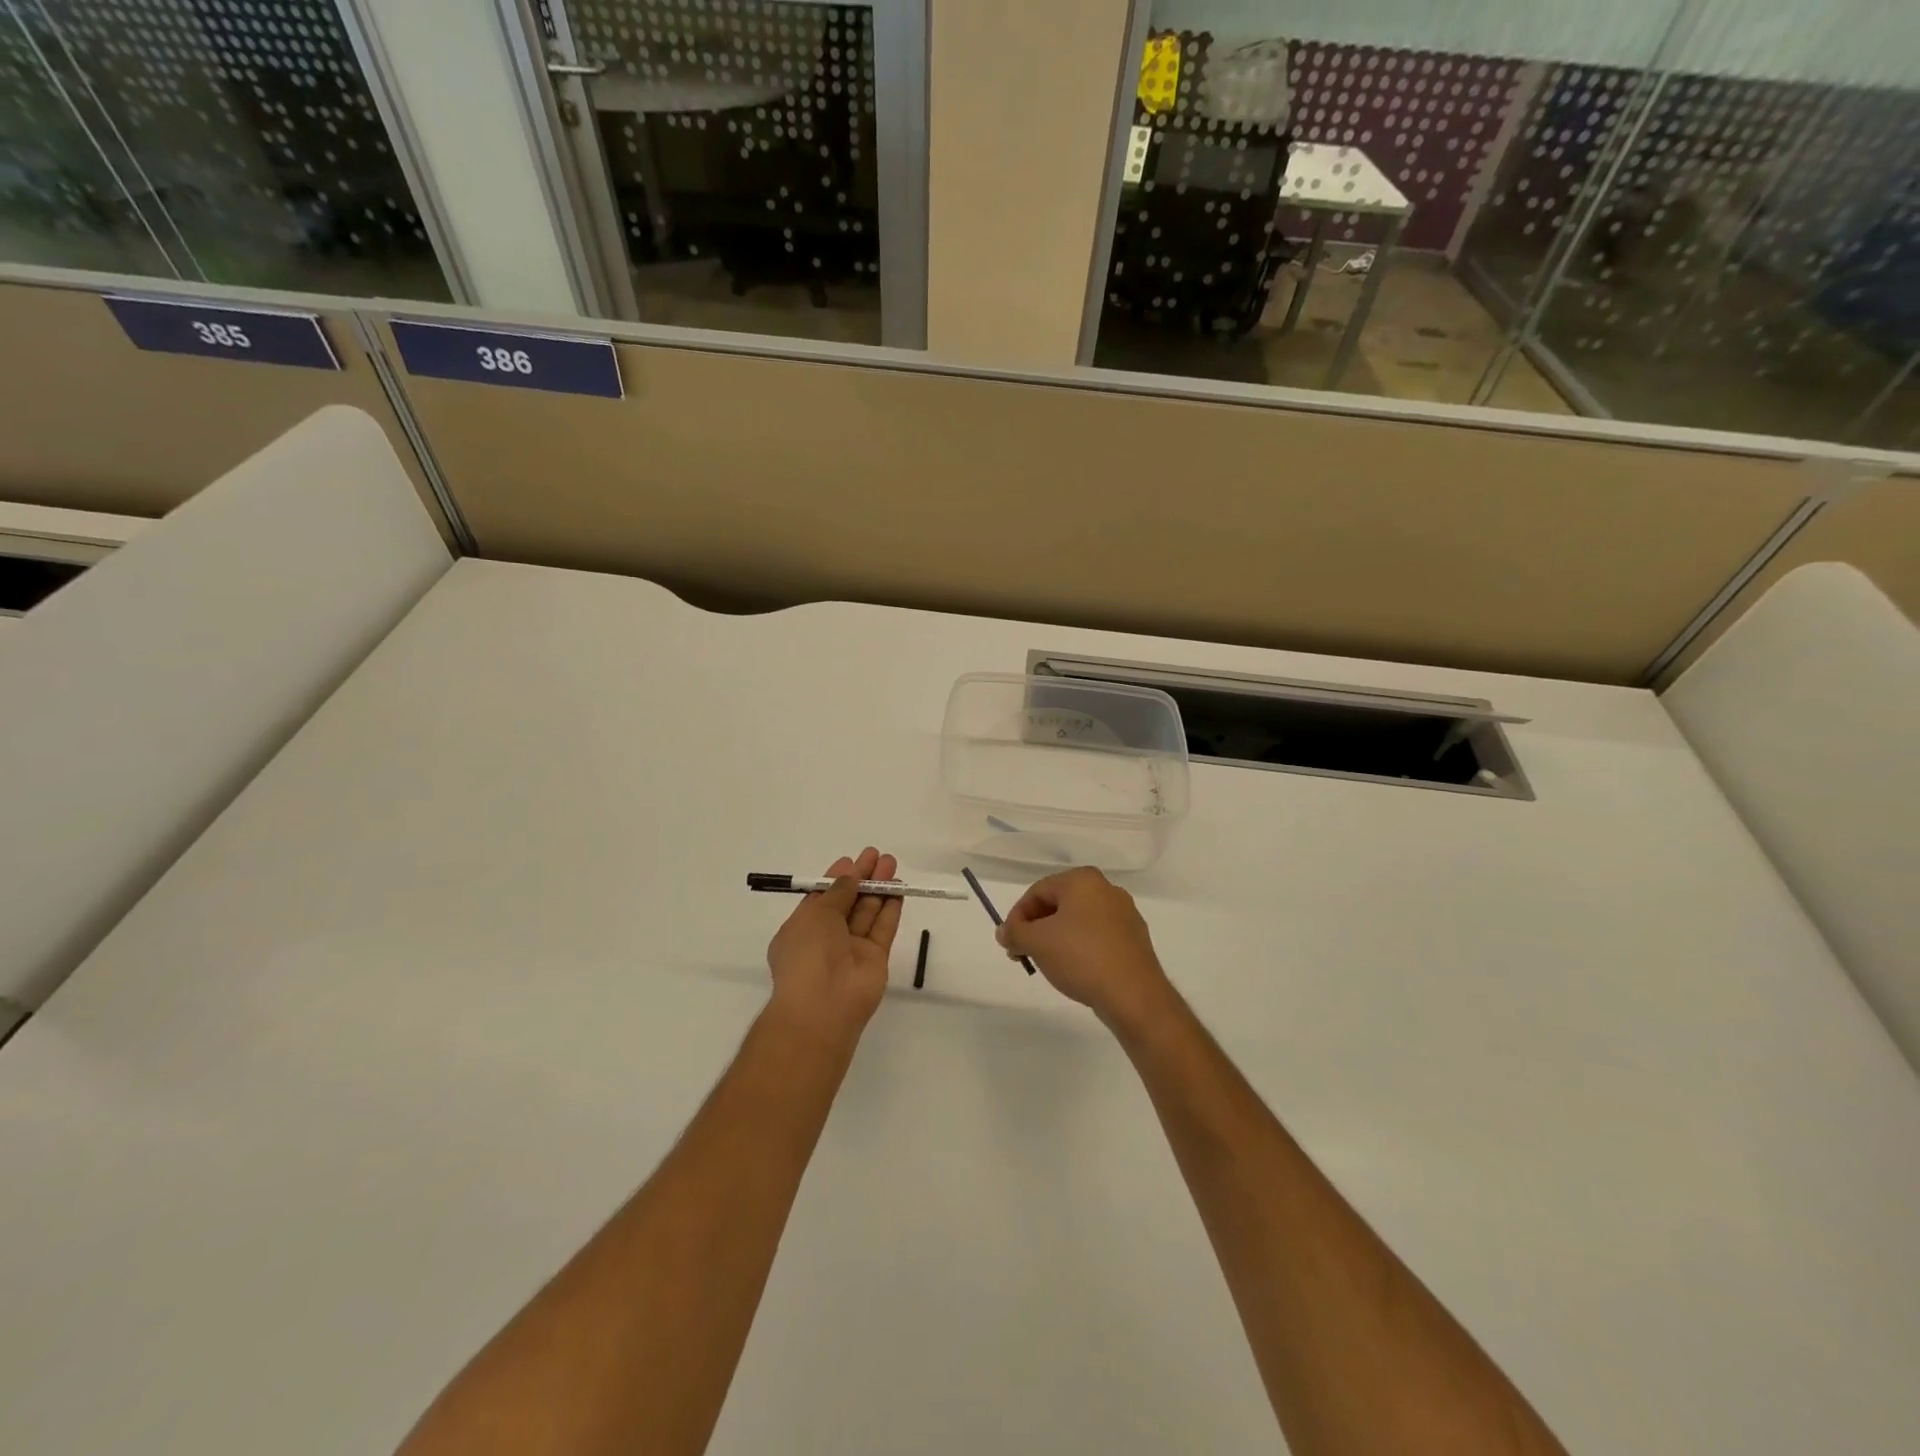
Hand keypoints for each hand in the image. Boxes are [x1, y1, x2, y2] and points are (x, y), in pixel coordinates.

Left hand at [766, 848, 901, 1042]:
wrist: (823, 1005)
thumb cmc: (808, 953)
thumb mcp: (816, 914)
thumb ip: (837, 892)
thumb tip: (849, 875)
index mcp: (803, 928)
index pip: (822, 898)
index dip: (837, 878)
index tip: (852, 860)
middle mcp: (827, 938)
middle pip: (848, 901)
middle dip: (862, 878)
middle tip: (877, 855)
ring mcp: (852, 949)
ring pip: (867, 912)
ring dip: (879, 888)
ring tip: (891, 863)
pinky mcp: (875, 959)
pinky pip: (883, 928)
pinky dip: (890, 908)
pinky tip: (898, 889)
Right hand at [996, 867, 1174, 1032]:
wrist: (1134, 995)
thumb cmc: (1081, 957)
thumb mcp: (1037, 942)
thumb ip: (1015, 932)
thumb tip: (1004, 931)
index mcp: (1083, 880)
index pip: (1038, 891)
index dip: (1017, 916)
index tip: (1009, 942)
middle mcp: (1106, 889)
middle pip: (1058, 904)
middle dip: (1036, 928)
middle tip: (1024, 953)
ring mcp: (1124, 914)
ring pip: (1078, 921)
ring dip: (1056, 939)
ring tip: (1047, 964)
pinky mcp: (1134, 939)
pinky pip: (1097, 936)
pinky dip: (1080, 948)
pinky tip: (1075, 970)